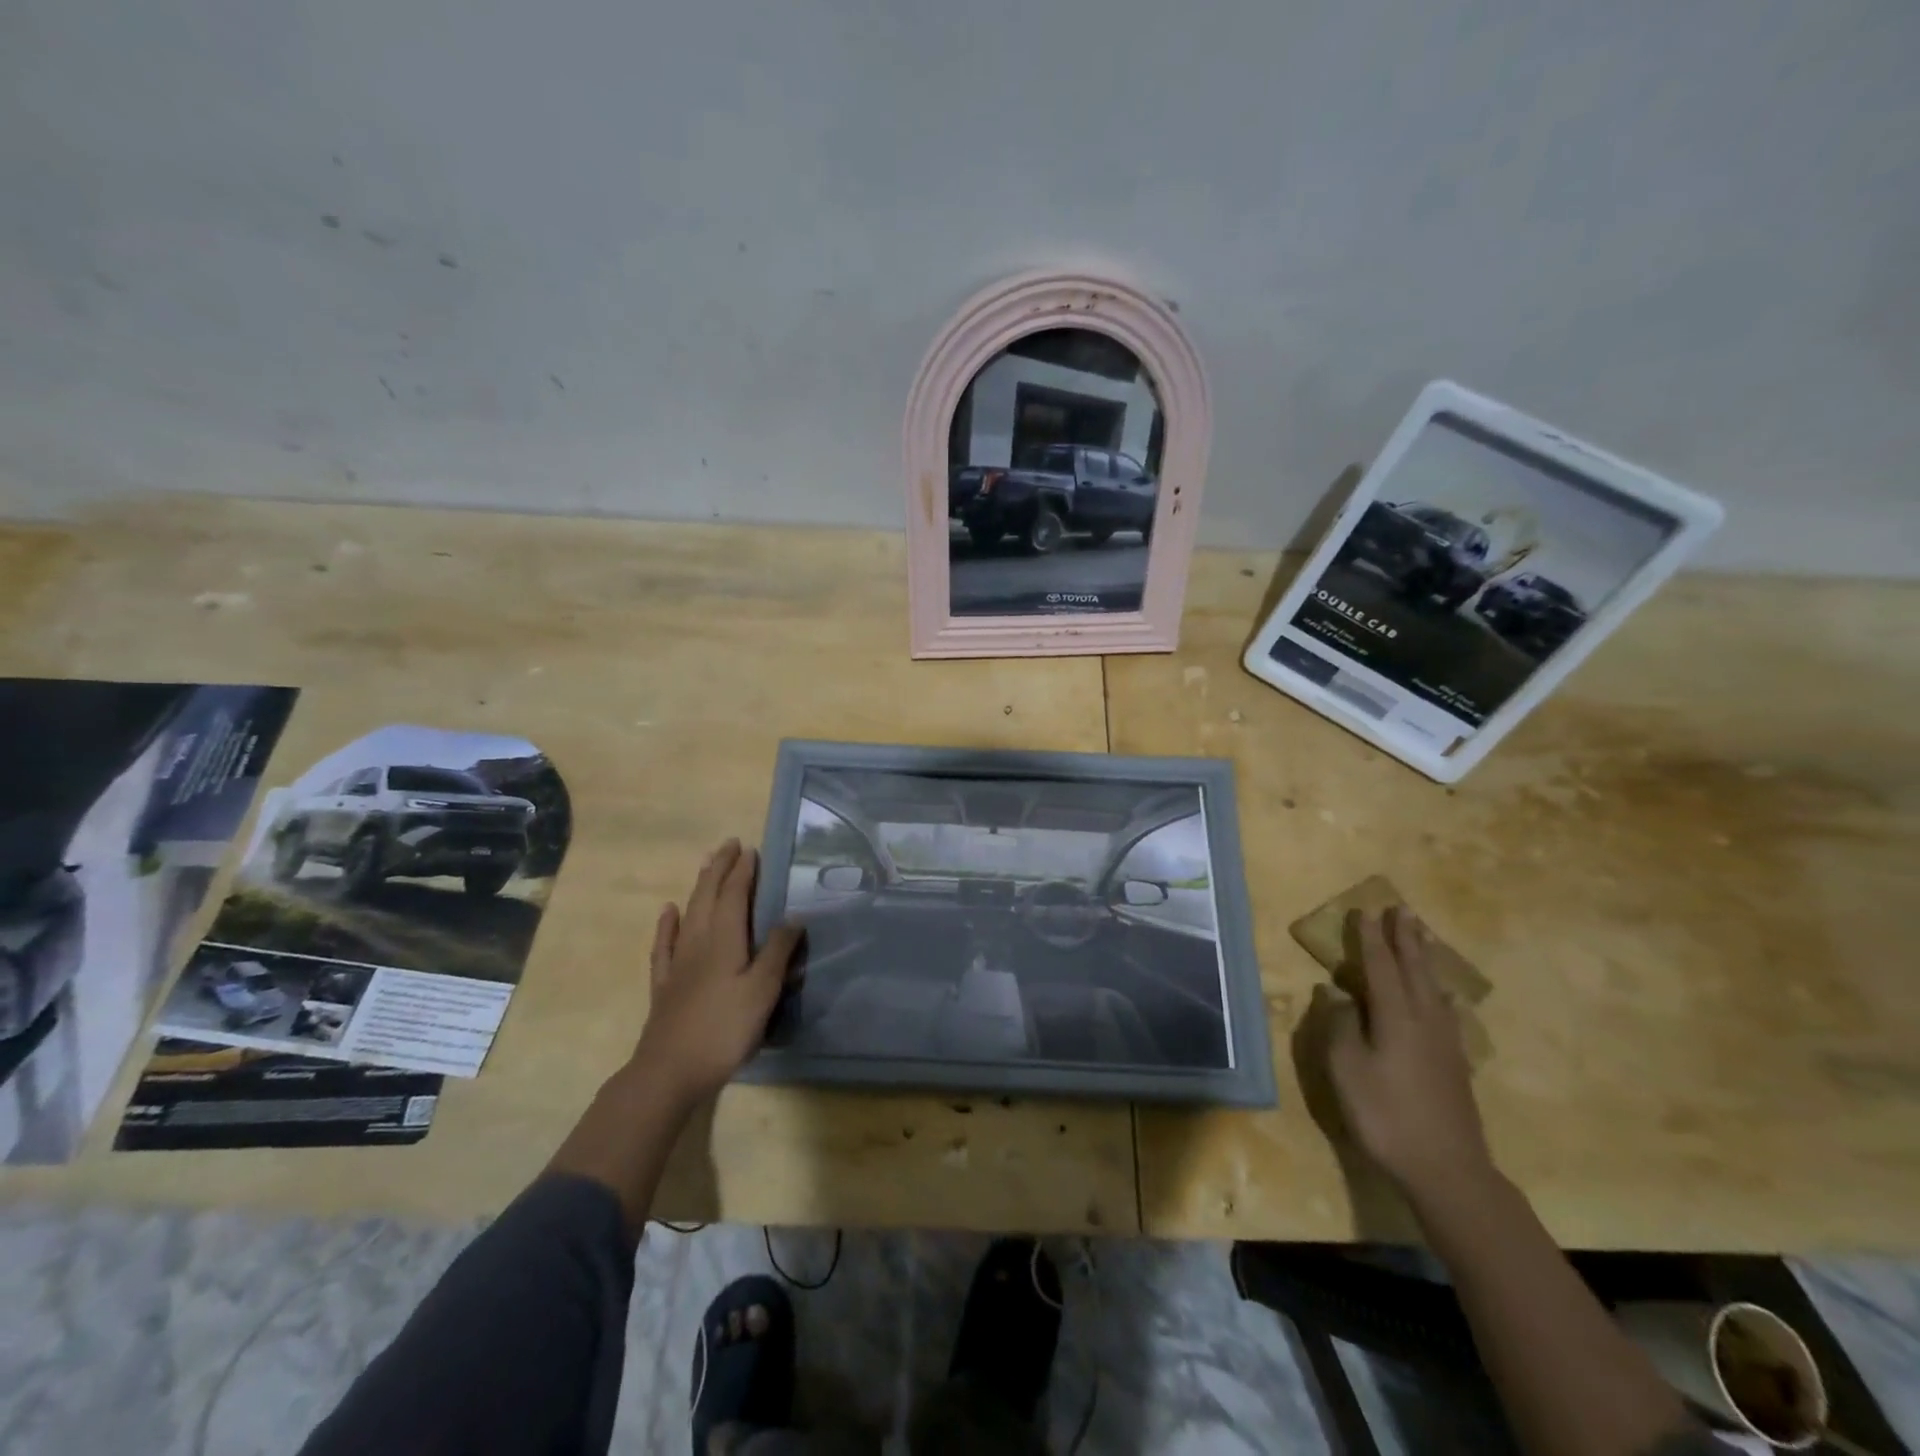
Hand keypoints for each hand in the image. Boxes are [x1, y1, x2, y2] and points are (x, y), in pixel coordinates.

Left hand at [631, 839, 801, 1106]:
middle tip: (729, 845)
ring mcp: (678, 962)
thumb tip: (794, 916)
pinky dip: (668, 924)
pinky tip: (669, 911)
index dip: (743, 872)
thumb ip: (778, 952)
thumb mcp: (762, 991)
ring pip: (689, 913)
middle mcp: (699, 942)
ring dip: (699, 886)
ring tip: (706, 864)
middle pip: (708, 896)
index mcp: (725, 941)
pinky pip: (665, 944)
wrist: (669, 1071)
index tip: (751, 849)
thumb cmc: (724, 1030)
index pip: (734, 896)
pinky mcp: (665, 984)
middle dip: (720, 869)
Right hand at [1314, 906, 1492, 1204]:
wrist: (1447, 1169)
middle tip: (1402, 910)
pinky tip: (1446, 997)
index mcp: (1395, 1016)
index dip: (1371, 939)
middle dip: (1405, 939)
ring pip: (1433, 987)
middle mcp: (1424, 1020)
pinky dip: (1441, 993)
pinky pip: (1446, 1011)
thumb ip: (1340, 1025)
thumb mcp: (1346, 1069)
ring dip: (1424, 958)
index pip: (1380, 966)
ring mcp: (1445, 1042)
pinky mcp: (1454, 1063)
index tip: (1364, 910)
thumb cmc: (1385, 1114)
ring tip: (1423, 937)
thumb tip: (1338, 993)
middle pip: (1414, 969)